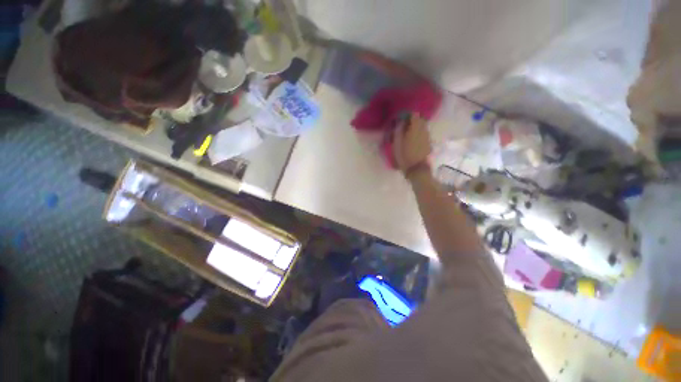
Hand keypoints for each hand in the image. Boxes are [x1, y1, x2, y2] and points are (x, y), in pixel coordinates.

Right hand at [392, 113, 431, 175]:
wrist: (417, 169)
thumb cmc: (404, 156)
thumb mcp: (397, 143)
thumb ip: (398, 131)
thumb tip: (400, 122)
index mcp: (415, 128)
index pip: (414, 115)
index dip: (407, 115)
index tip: (401, 119)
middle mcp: (423, 130)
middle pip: (420, 120)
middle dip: (412, 121)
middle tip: (404, 126)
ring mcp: (427, 137)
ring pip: (422, 127)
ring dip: (416, 127)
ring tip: (407, 133)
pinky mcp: (428, 143)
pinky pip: (423, 133)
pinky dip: (419, 133)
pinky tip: (413, 140)